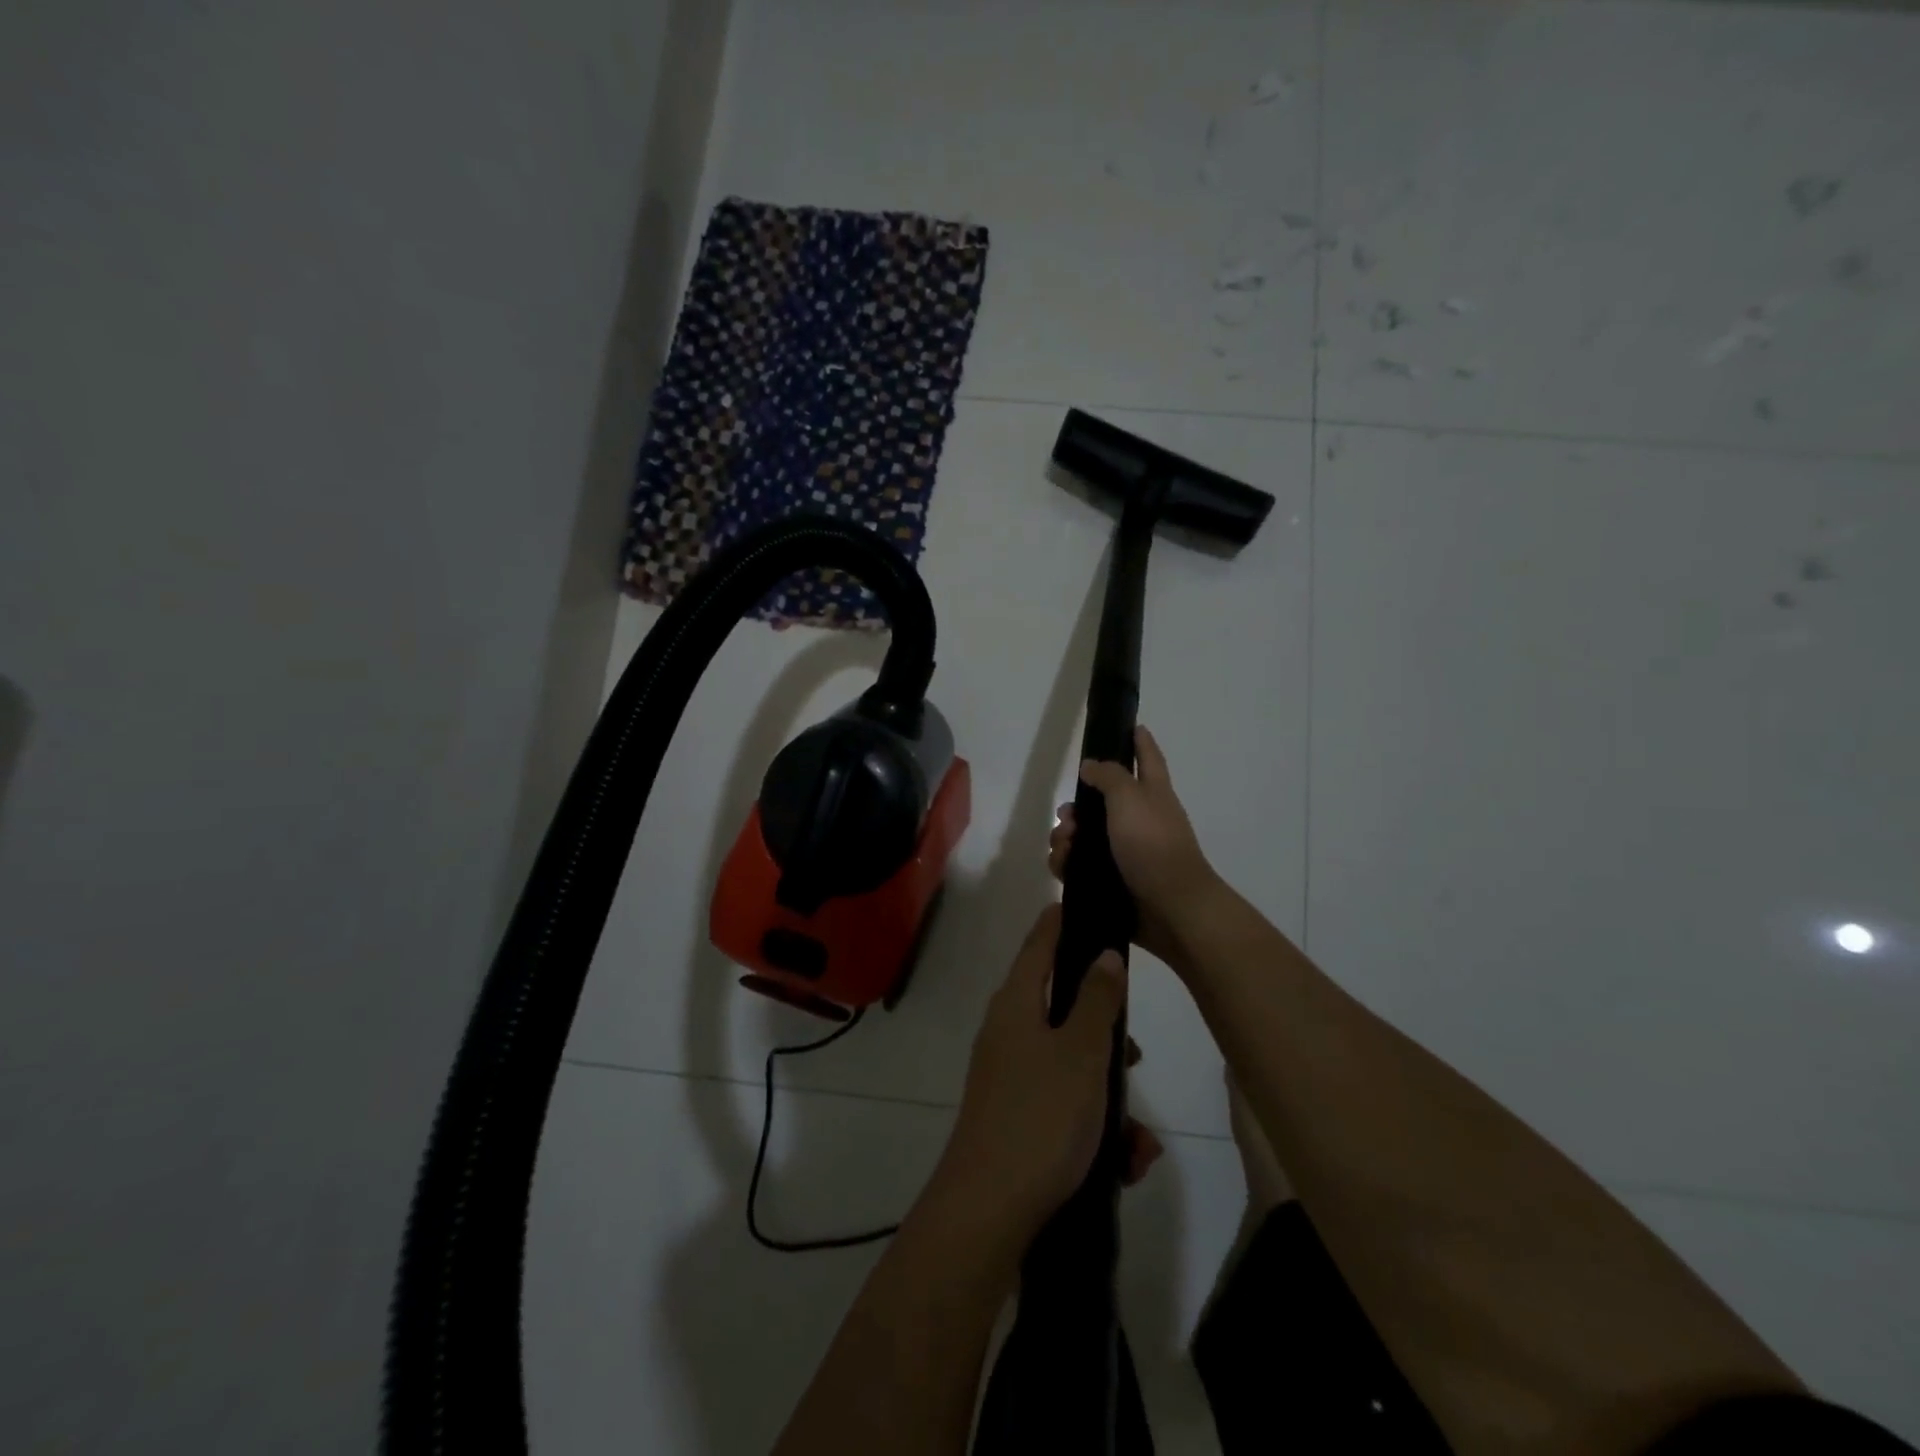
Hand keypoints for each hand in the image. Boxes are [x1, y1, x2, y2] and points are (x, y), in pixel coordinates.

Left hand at [938, 905, 1162, 1242]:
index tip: (1085, 905)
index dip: (1061, 923)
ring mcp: (1009, 1078)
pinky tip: (1125, 1163)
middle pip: (1062, 1008)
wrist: (988, 1213)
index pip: (1039, 944)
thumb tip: (1104, 952)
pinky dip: (1095, 1127)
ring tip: (1140, 1139)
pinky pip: (1064, 1106)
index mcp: (1016, 1004)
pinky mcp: (1017, 1119)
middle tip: (1135, 1051)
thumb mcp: (1081, 1053)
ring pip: (1071, 1066)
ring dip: (1109, 1095)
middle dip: (1105, 1031)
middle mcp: (1007, 1033)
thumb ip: (1097, 1000)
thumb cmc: (1041, 1117)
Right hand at [1048, 725, 1219, 963]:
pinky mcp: (1112, 881)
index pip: (1147, 757)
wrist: (1170, 909)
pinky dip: (1066, 865)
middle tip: (1067, 816)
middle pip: (1101, 801)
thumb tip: (1090, 766)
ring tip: (1064, 847)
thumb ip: (1109, 776)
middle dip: (1077, 806)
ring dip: (1065, 837)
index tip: (1129, 725)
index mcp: (1152, 794)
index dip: (1139, 740)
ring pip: (1085, 836)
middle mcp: (1140, 820)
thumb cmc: (1153, 845)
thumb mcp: (1130, 798)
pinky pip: (1080, 867)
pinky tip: (1062, 867)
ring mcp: (1126, 853)